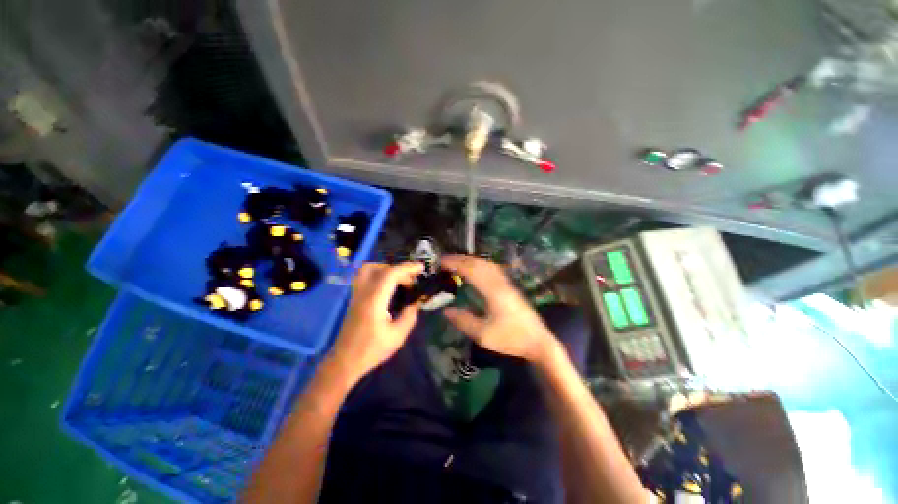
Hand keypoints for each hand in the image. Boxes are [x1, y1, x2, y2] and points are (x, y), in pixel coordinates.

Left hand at [330, 262, 423, 381]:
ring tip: (399, 279)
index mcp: (374, 301)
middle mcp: (363, 293)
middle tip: (412, 280)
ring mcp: (356, 294)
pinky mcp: (354, 298)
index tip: (421, 268)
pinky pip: (364, 276)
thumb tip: (416, 302)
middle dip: (399, 269)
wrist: (344, 362)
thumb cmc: (371, 350)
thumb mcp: (397, 336)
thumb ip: (409, 316)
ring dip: (386, 269)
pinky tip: (388, 286)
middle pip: (380, 268)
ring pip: (368, 269)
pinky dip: (378, 274)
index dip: (407, 267)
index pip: (390, 274)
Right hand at [441, 255, 553, 363]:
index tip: (442, 261)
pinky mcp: (510, 287)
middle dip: (461, 259)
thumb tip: (446, 311)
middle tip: (445, 259)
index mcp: (492, 292)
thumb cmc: (510, 338)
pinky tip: (477, 268)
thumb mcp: (483, 335)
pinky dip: (480, 264)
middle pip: (479, 264)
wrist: (538, 341)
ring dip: (471, 260)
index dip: (456, 264)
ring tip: (457, 261)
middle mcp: (500, 283)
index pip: (471, 270)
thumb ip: (463, 321)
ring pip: (487, 264)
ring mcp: (506, 283)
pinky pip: (493, 268)